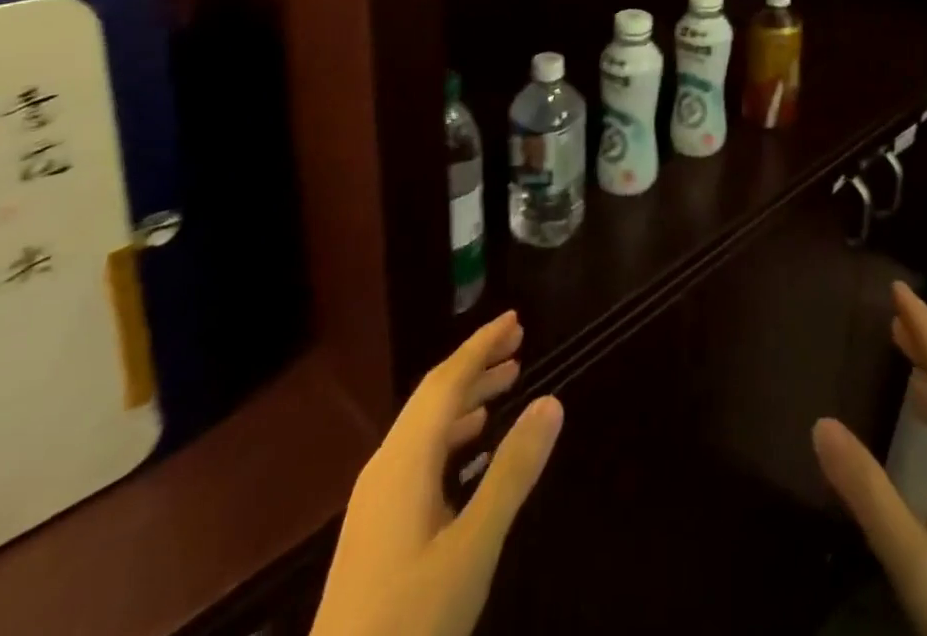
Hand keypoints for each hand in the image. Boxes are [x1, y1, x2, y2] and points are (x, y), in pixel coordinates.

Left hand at [312, 311, 563, 635]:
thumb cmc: (411, 622)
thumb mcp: (473, 547)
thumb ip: (512, 471)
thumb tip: (551, 401)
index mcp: (405, 461)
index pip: (447, 381)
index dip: (481, 346)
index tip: (515, 319)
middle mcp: (386, 468)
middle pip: (433, 397)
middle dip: (476, 365)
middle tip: (519, 344)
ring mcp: (376, 501)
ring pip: (425, 427)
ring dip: (465, 399)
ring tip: (505, 385)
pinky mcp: (375, 530)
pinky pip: (418, 455)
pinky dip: (451, 434)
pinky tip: (471, 448)